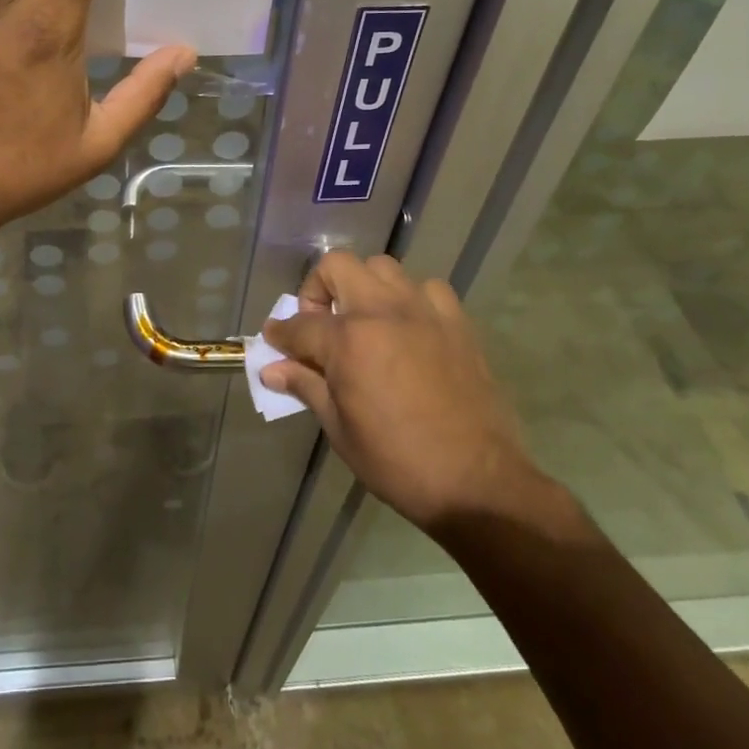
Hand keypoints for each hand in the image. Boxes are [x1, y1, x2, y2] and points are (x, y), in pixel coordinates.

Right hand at [260, 252, 548, 533]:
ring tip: (365, 323)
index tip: (274, 341)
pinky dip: (410, 299)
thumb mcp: (339, 429)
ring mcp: (423, 311)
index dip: (279, 333)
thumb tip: (271, 370)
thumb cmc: (397, 461)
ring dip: (363, 288)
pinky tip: (409, 329)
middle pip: (337, 266)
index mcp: (348, 340)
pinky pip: (427, 289)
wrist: (477, 482)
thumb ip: (305, 386)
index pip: (298, 324)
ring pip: (382, 268)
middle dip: (318, 289)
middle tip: (320, 325)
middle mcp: (382, 311)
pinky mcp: (457, 322)